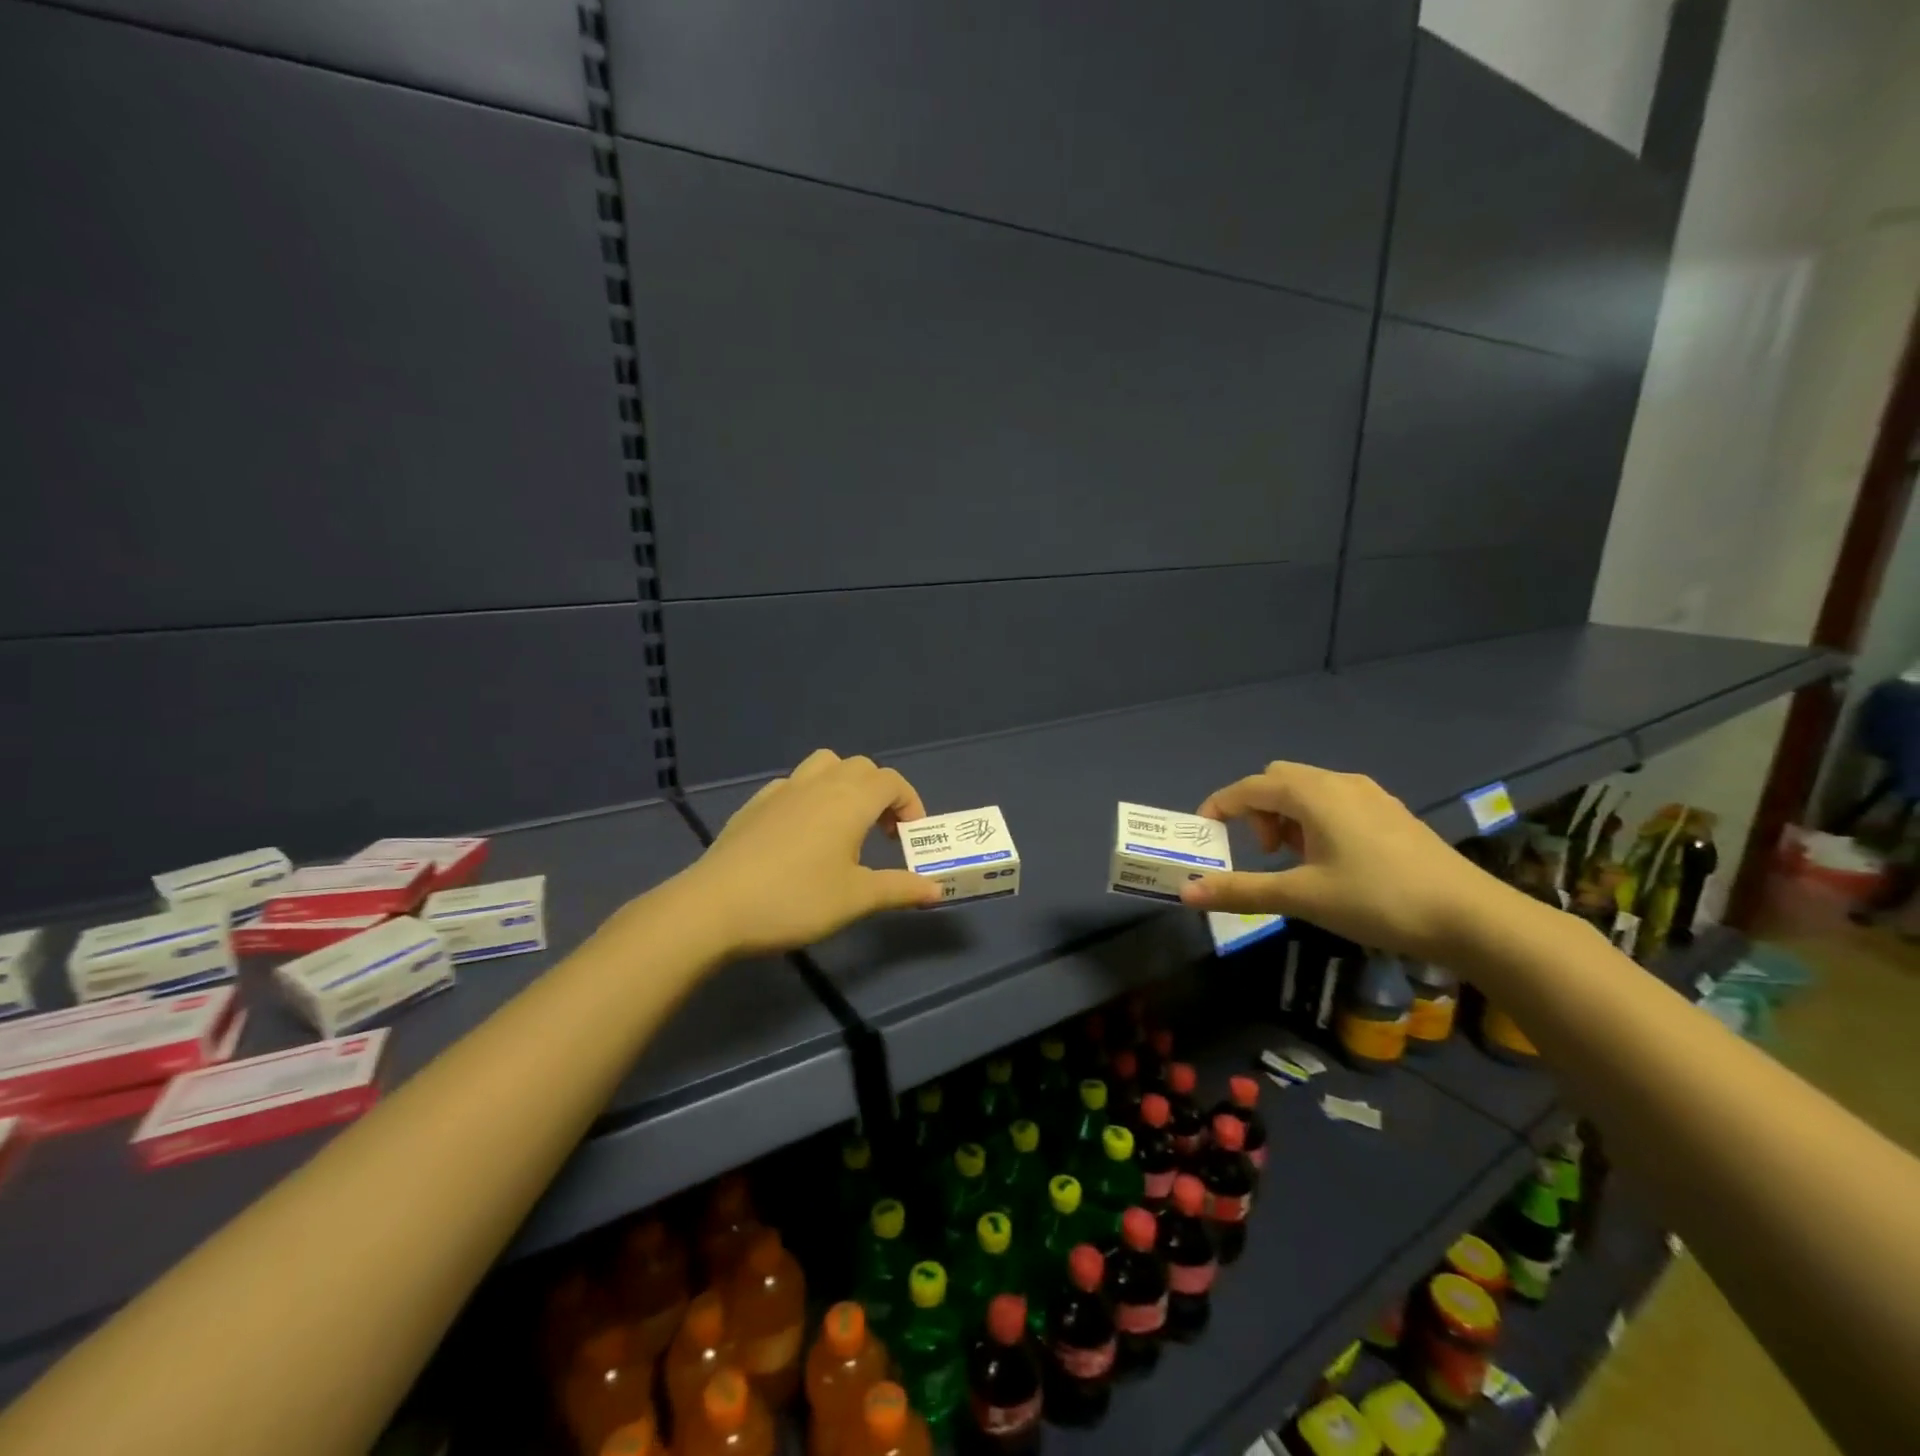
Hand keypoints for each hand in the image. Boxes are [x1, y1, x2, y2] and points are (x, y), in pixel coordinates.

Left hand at [684, 750, 944, 956]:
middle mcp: (819, 784)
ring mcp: (782, 790)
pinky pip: (793, 785)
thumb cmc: (795, 900)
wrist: (714, 907)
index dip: (910, 803)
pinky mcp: (754, 805)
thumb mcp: (856, 899)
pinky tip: (801, 835)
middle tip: (883, 833)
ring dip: (844, 785)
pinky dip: (810, 797)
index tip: (911, 837)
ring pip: (823, 766)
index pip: (892, 782)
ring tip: (844, 825)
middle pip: (860, 768)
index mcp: (850, 800)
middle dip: (880, 793)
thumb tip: (936, 889)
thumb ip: (899, 889)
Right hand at [1178, 761, 1512, 960]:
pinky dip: (1315, 821)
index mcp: (1313, 793)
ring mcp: (1370, 796)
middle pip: (1278, 780)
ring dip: (1286, 816)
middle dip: (1256, 810)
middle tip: (1262, 852)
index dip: (1219, 806)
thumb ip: (1241, 890)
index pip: (1249, 787)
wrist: (1471, 918)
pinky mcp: (1391, 814)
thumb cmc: (1377, 899)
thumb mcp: (1301, 897)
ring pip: (1308, 790)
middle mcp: (1339, 783)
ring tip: (1293, 860)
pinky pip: (1335, 802)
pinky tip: (1331, 860)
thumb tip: (1186, 892)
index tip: (1204, 834)